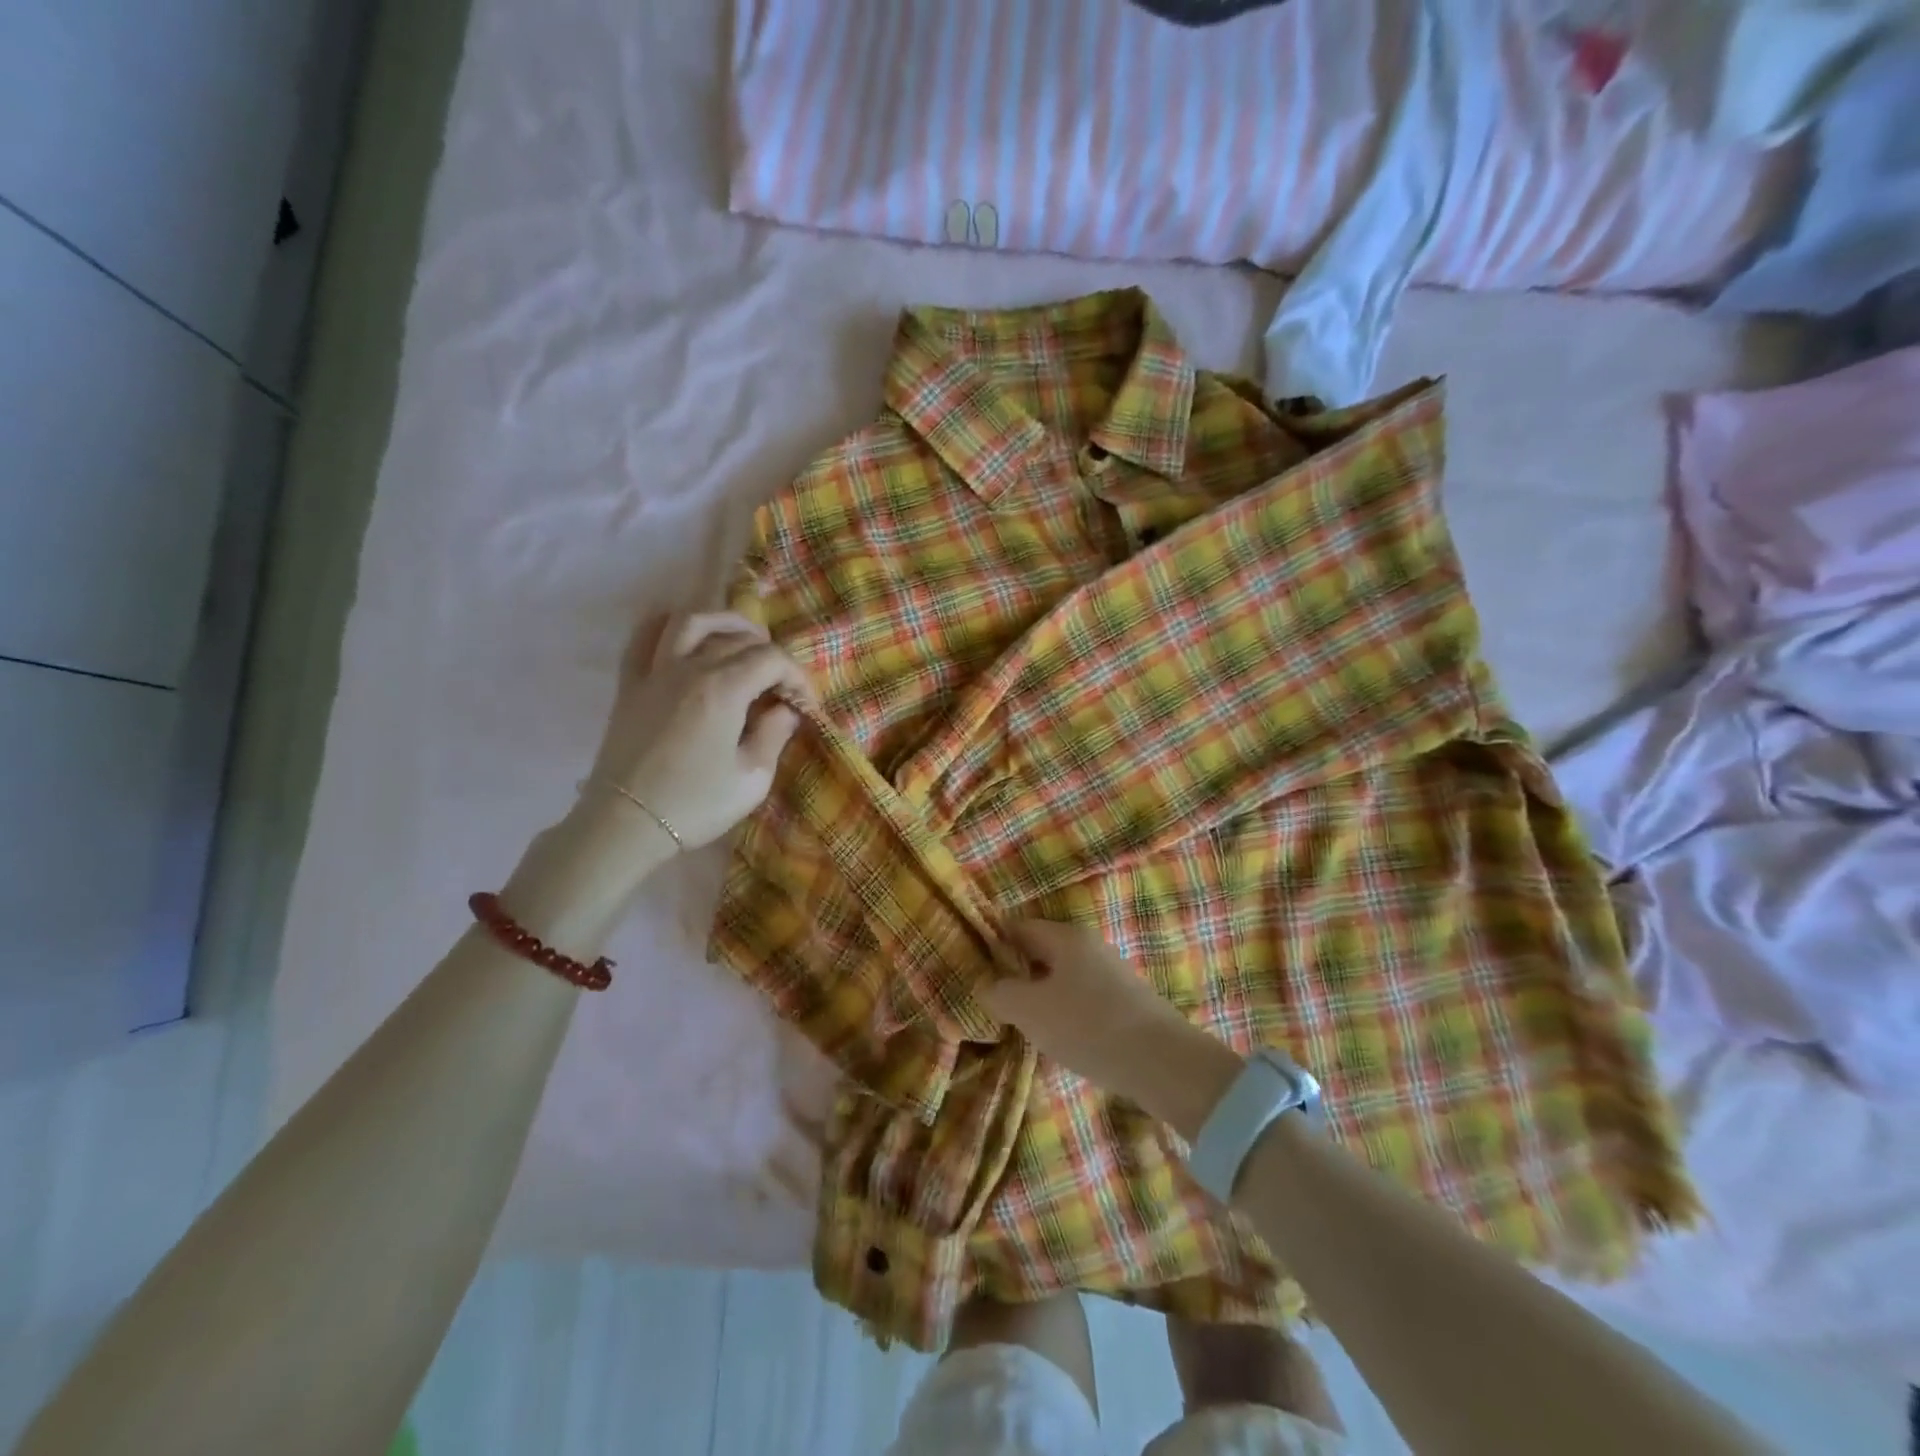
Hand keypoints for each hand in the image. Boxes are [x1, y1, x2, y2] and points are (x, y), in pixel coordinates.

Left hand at [586, 610, 815, 850]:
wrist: (625, 825)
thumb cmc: (695, 805)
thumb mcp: (752, 778)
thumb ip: (775, 734)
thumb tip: (785, 708)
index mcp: (724, 689)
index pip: (772, 660)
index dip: (797, 676)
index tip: (806, 705)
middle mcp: (689, 668)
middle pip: (738, 639)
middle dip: (770, 655)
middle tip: (782, 685)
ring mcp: (655, 672)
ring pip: (692, 621)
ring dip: (724, 621)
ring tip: (743, 637)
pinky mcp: (630, 686)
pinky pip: (644, 638)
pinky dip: (667, 624)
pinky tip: (684, 632)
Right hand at [984, 922, 1236, 1126]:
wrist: (1162, 1063)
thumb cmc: (1088, 1025)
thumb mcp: (1031, 1010)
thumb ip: (1000, 993)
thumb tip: (986, 985)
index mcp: (1066, 937)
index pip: (1019, 927)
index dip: (993, 945)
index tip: (974, 970)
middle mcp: (1090, 946)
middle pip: (1041, 951)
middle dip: (1017, 974)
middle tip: (994, 1003)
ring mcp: (1111, 973)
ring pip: (1062, 977)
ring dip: (1041, 997)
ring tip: (1023, 1026)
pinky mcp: (1126, 1002)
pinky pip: (1082, 998)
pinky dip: (1065, 1012)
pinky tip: (1060, 1039)